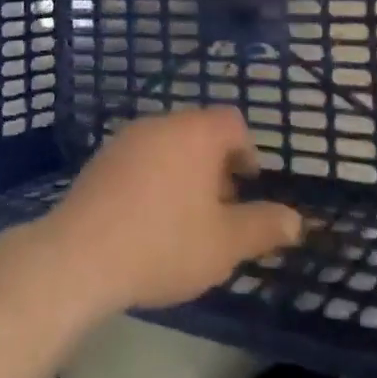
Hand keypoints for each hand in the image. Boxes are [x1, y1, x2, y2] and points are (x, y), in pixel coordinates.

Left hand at [0, 106, 303, 316]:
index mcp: (195, 133)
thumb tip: (296, 219)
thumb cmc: (165, 243)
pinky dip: (154, 177)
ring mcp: (125, 139)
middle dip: (216, 165)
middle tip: (221, 208)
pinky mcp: (100, 160)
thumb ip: (264, 226)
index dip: (248, 151)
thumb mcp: (225, 243)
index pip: (232, 122)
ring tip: (186, 219)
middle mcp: (160, 124)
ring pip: (168, 144)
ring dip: (185, 172)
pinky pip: (140, 158)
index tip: (248, 187)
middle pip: (199, 131)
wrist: (80, 255)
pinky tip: (149, 220)